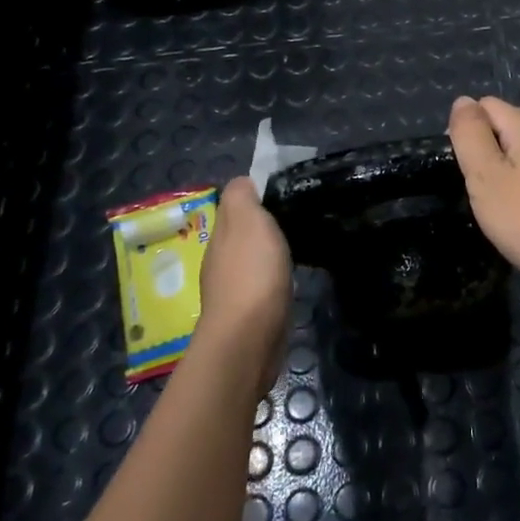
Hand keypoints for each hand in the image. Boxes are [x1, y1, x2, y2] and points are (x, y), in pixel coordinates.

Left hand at [194, 177, 292, 391]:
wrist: (249, 338)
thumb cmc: (251, 273)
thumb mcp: (247, 220)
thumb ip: (242, 196)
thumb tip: (243, 182)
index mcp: (220, 234)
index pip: (234, 205)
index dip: (256, 195)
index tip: (285, 192)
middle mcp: (221, 259)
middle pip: (242, 232)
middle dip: (263, 224)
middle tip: (298, 216)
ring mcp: (233, 288)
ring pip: (252, 258)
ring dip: (269, 252)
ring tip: (299, 244)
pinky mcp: (250, 313)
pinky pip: (263, 284)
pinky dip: (274, 277)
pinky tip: (290, 277)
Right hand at [448, 95, 519, 302]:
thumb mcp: (484, 173)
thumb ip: (470, 133)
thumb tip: (463, 101)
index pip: (488, 105)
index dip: (468, 128)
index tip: (462, 163)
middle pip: (508, 122)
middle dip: (486, 143)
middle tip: (475, 180)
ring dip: (504, 164)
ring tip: (493, 196)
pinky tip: (516, 207)